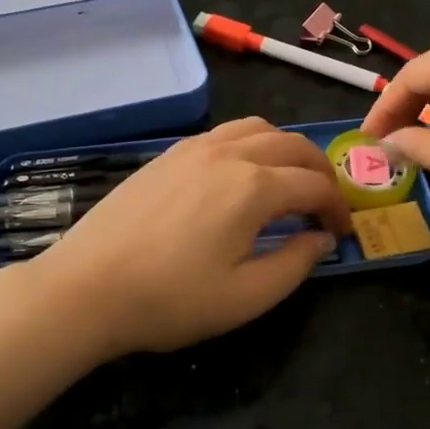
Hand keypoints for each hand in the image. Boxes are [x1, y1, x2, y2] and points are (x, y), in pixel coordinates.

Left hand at [27, 119, 351, 356]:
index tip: (342, 233)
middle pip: (292, 145)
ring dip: (285, 150)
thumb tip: (320, 237)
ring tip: (289, 182)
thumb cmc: (170, 300)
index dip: (338, 208)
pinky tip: (241, 175)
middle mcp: (228, 154)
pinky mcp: (167, 155)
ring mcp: (193, 148)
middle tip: (325, 204)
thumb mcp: (247, 297)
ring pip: (257, 128)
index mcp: (254, 187)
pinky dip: (250, 144)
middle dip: (320, 172)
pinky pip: (224, 133)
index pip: (315, 185)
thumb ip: (296, 263)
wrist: (87, 289)